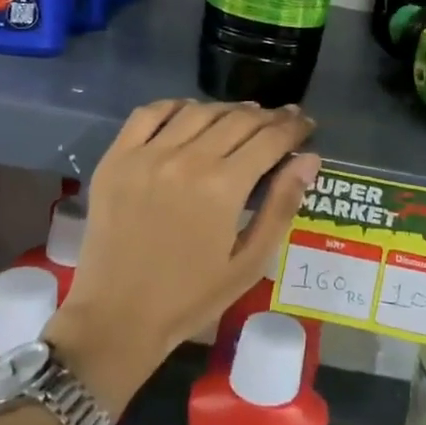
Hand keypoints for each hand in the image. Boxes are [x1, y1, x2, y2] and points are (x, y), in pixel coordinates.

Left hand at [44, 100, 320, 411]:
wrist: (116, 318)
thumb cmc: (190, 297)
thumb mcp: (249, 263)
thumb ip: (281, 206)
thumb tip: (309, 159)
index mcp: (223, 187)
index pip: (270, 139)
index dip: (294, 128)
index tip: (307, 124)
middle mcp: (187, 159)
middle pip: (238, 119)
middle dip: (269, 116)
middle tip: (284, 119)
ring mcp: (147, 155)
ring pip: (198, 111)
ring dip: (228, 109)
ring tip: (244, 116)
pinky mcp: (117, 158)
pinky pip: (149, 114)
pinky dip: (176, 106)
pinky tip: (191, 113)